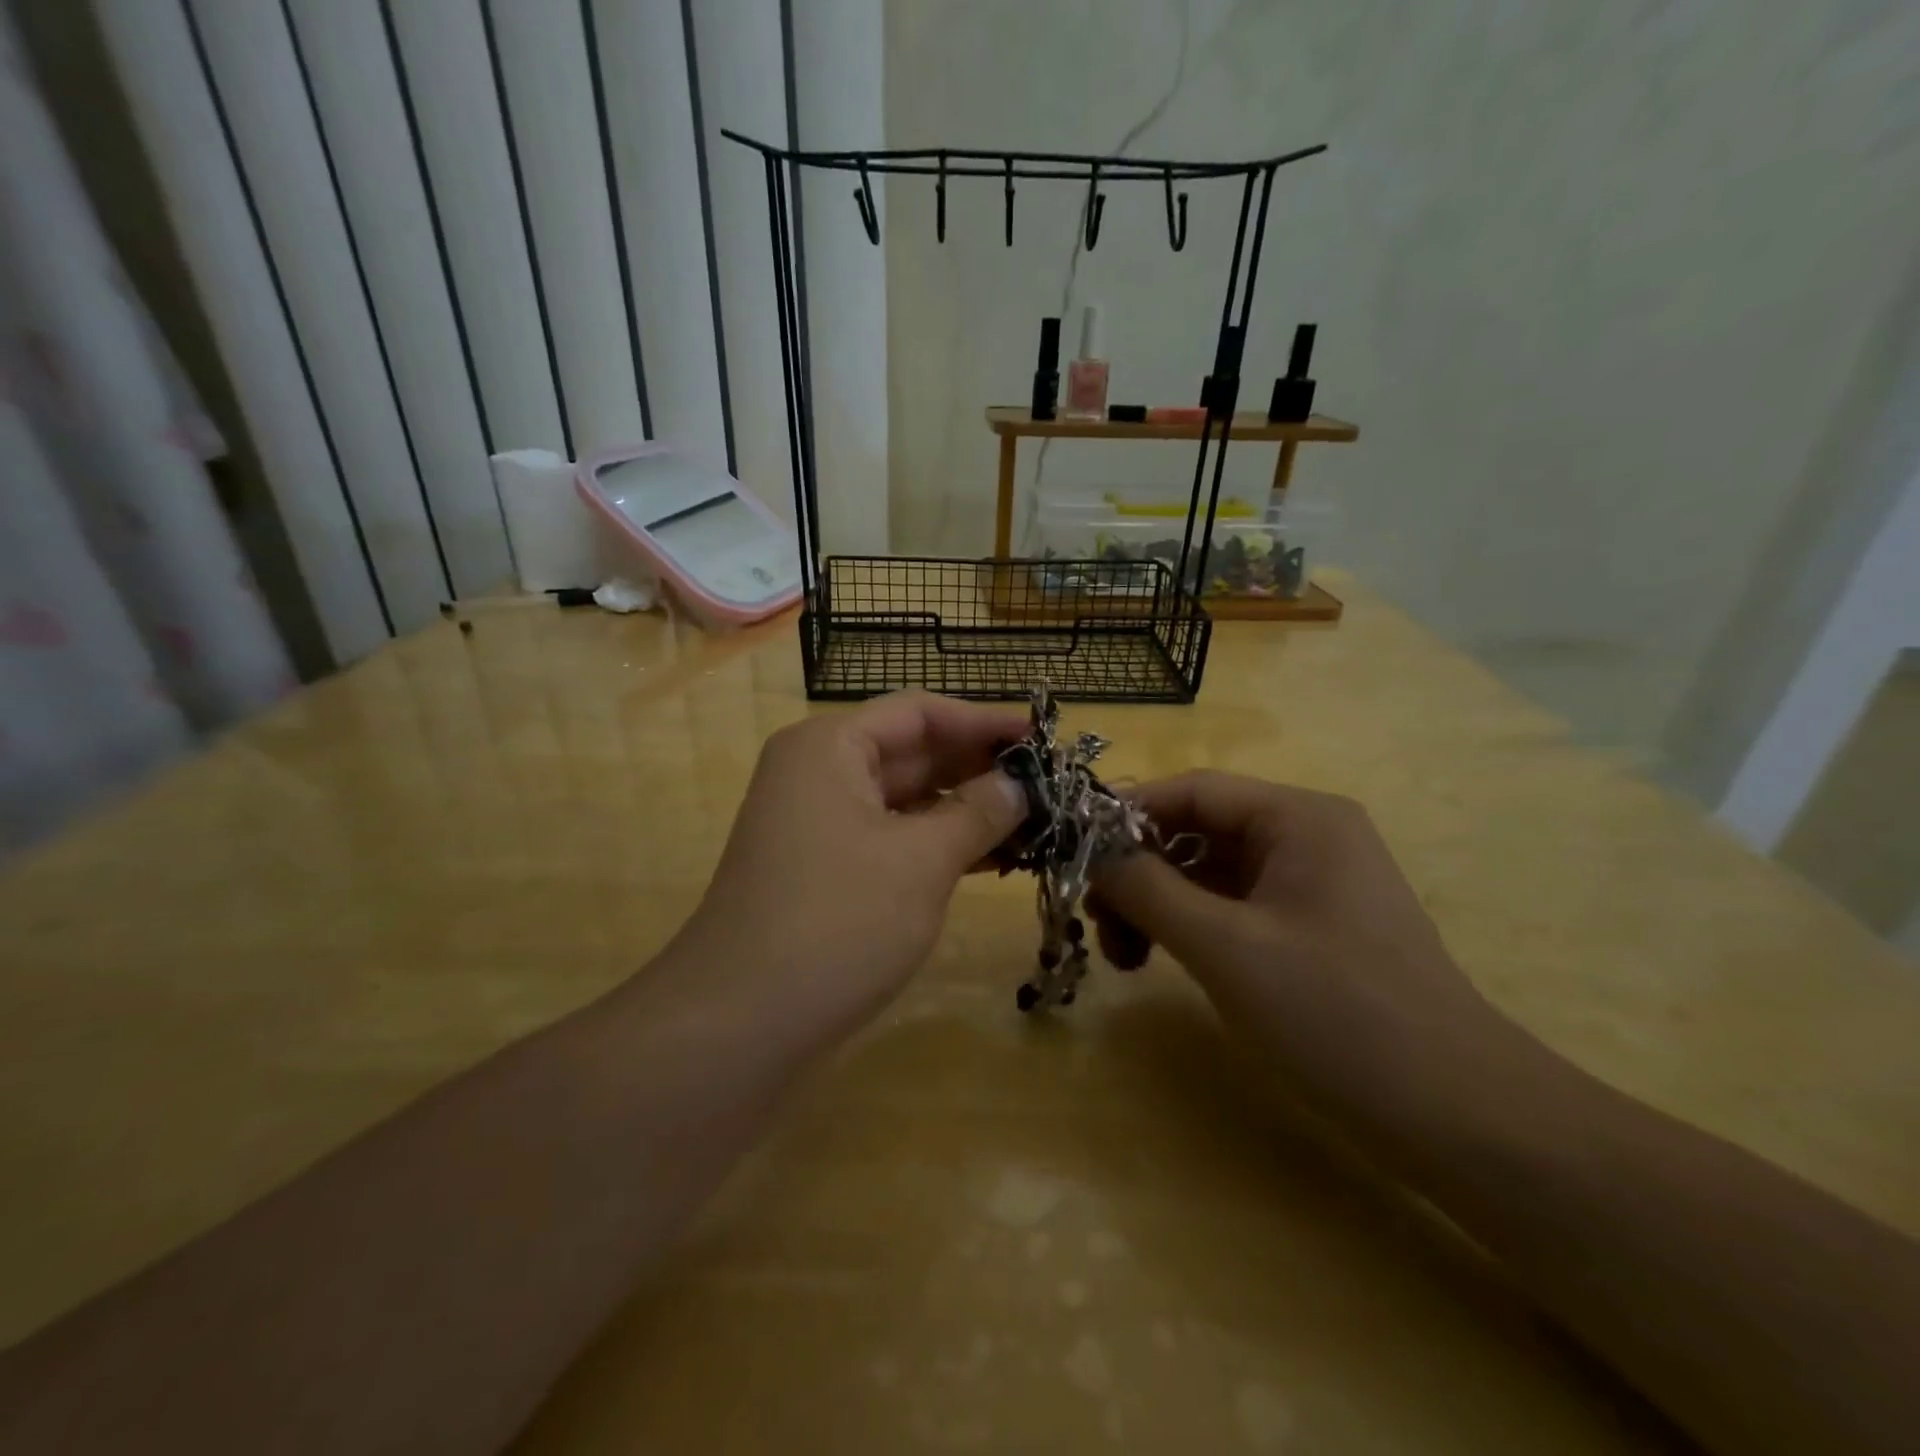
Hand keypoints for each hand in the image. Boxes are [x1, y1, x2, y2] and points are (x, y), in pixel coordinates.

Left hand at [674, 690, 1027, 1045]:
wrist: (739, 1026)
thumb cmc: (838, 922)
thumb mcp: (922, 861)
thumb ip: (977, 812)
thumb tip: (1017, 783)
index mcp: (830, 747)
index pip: (919, 713)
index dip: (983, 721)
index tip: (1041, 738)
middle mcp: (818, 775)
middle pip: (911, 753)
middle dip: (977, 768)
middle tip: (1046, 785)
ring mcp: (818, 826)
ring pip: (904, 801)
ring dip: (963, 810)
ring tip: (1032, 822)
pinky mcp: (824, 872)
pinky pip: (891, 839)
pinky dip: (936, 845)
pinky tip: (989, 860)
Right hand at [1091, 771, 1509, 1121]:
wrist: (1458, 1118)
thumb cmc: (1336, 1013)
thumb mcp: (1225, 946)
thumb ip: (1147, 889)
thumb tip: (1089, 851)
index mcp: (1298, 817)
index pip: (1192, 790)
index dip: (1126, 815)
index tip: (1074, 854)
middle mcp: (1306, 837)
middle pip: (1197, 832)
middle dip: (1139, 871)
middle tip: (1097, 921)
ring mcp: (1310, 886)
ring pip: (1209, 874)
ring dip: (1158, 904)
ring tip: (1123, 956)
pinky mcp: (1309, 931)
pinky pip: (1231, 909)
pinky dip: (1190, 927)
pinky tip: (1160, 961)